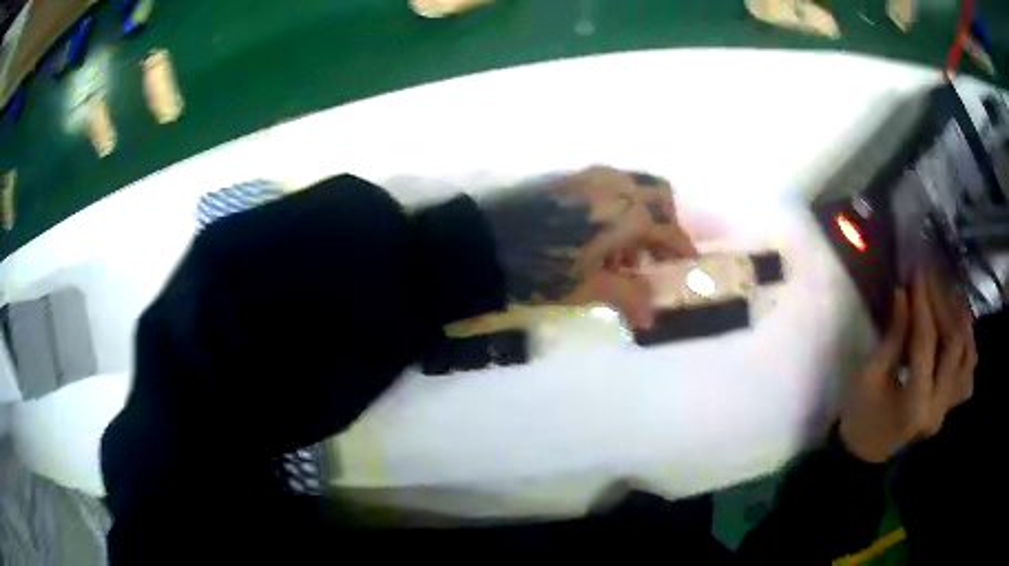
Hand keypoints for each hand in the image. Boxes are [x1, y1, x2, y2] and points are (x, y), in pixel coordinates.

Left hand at [480, 166, 697, 327]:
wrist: (484, 242)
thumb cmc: (540, 268)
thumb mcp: (588, 288)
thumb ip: (627, 297)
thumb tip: (652, 320)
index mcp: (627, 213)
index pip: (669, 230)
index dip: (683, 249)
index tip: (689, 265)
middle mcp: (615, 186)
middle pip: (659, 196)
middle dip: (666, 224)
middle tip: (657, 256)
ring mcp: (591, 176)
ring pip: (635, 186)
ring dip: (642, 214)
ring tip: (625, 254)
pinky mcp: (570, 178)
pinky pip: (610, 185)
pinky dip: (619, 206)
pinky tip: (600, 237)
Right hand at [840, 270, 976, 462]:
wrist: (864, 454)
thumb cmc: (860, 417)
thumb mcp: (869, 376)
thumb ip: (893, 336)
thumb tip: (904, 292)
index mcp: (915, 405)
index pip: (926, 343)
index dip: (922, 303)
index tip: (916, 272)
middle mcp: (939, 408)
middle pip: (954, 345)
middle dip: (943, 305)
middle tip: (931, 279)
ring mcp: (948, 409)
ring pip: (968, 358)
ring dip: (962, 323)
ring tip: (950, 297)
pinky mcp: (949, 407)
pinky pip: (968, 375)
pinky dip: (967, 349)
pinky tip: (959, 332)